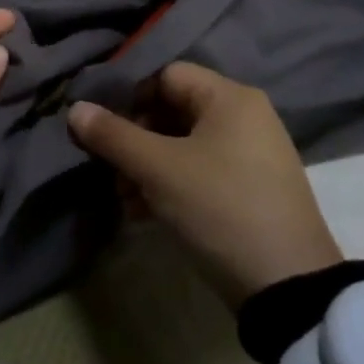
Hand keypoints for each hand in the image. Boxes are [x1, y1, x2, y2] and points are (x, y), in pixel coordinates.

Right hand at [68, 63, 341, 306]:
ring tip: (123, 198)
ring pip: (183, 146)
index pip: (165, 75)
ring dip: (146, 167)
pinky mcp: (251, 190)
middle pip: (172, 111)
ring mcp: (251, 156)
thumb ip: (113, 135)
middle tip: (110, 169)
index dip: (129, 97)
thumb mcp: (158, 170)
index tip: (103, 129)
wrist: (288, 288)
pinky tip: (144, 214)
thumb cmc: (220, 208)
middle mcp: (245, 117)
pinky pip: (200, 172)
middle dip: (134, 139)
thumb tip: (75, 108)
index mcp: (230, 98)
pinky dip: (170, 185)